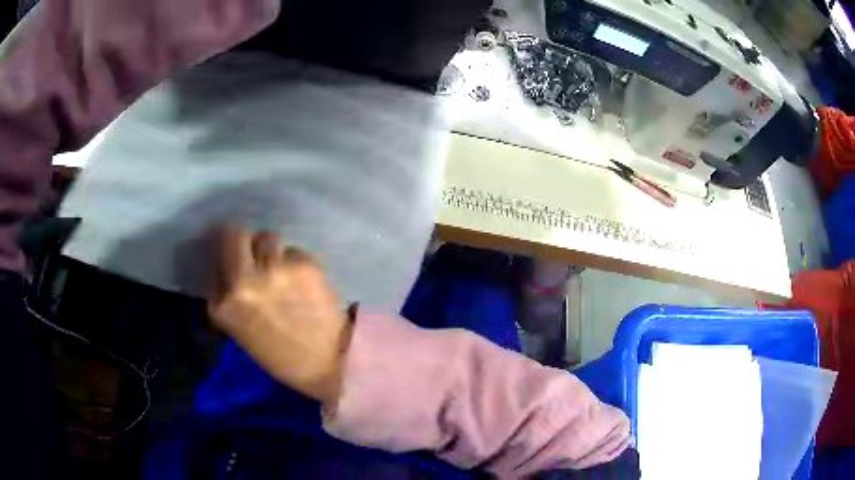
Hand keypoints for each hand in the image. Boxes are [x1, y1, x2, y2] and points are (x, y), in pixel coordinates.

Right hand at [207, 226, 352, 405]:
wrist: (327, 364)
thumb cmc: (280, 354)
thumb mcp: (239, 328)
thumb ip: (229, 295)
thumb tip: (230, 263)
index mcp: (223, 304)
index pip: (217, 259)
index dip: (229, 256)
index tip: (237, 262)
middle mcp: (243, 282)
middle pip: (236, 234)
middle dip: (245, 241)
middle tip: (257, 255)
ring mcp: (274, 270)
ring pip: (268, 238)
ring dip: (274, 252)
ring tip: (284, 273)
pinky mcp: (304, 265)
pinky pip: (295, 251)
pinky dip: (298, 262)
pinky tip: (306, 284)